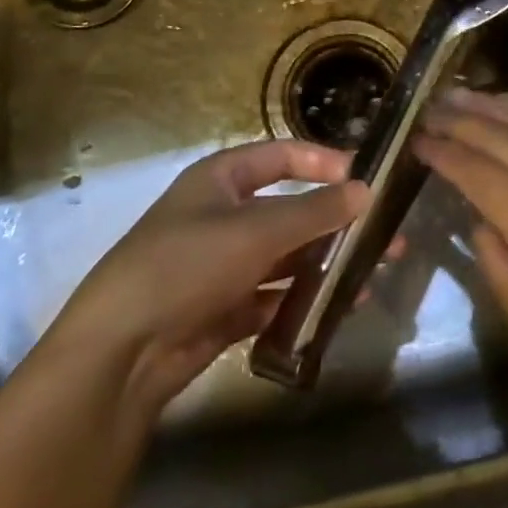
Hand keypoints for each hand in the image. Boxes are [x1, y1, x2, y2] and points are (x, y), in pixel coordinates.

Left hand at [47, 140, 368, 416]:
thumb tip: (366, 190)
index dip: (324, 161)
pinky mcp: (226, 308)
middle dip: (337, 221)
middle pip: (291, 210)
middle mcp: (224, 215)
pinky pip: (276, 295)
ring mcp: (224, 264)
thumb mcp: (256, 230)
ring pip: (287, 255)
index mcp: (221, 179)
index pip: (282, 156)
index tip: (367, 177)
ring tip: (374, 270)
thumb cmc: (187, 264)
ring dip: (327, 262)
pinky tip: (342, 304)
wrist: (121, 351)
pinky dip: (306, 298)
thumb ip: (314, 211)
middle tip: (386, 235)